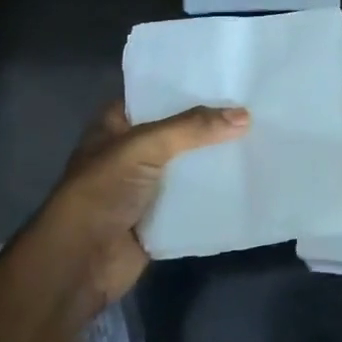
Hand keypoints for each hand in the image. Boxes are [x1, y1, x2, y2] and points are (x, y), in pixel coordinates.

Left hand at [23, 101, 249, 313]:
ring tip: (261, 138)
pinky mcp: (160, 216)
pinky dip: (215, 192)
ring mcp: (146, 185)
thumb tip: (244, 115)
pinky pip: (193, 198)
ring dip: (216, 158)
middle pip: (178, 131)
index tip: (228, 78)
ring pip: (188, 165)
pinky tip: (248, 179)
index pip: (156, 95)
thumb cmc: (100, 192)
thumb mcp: (143, 147)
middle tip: (255, 107)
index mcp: (116, 124)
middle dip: (210, 124)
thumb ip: (191, 129)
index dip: (188, 87)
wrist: (80, 263)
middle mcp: (131, 151)